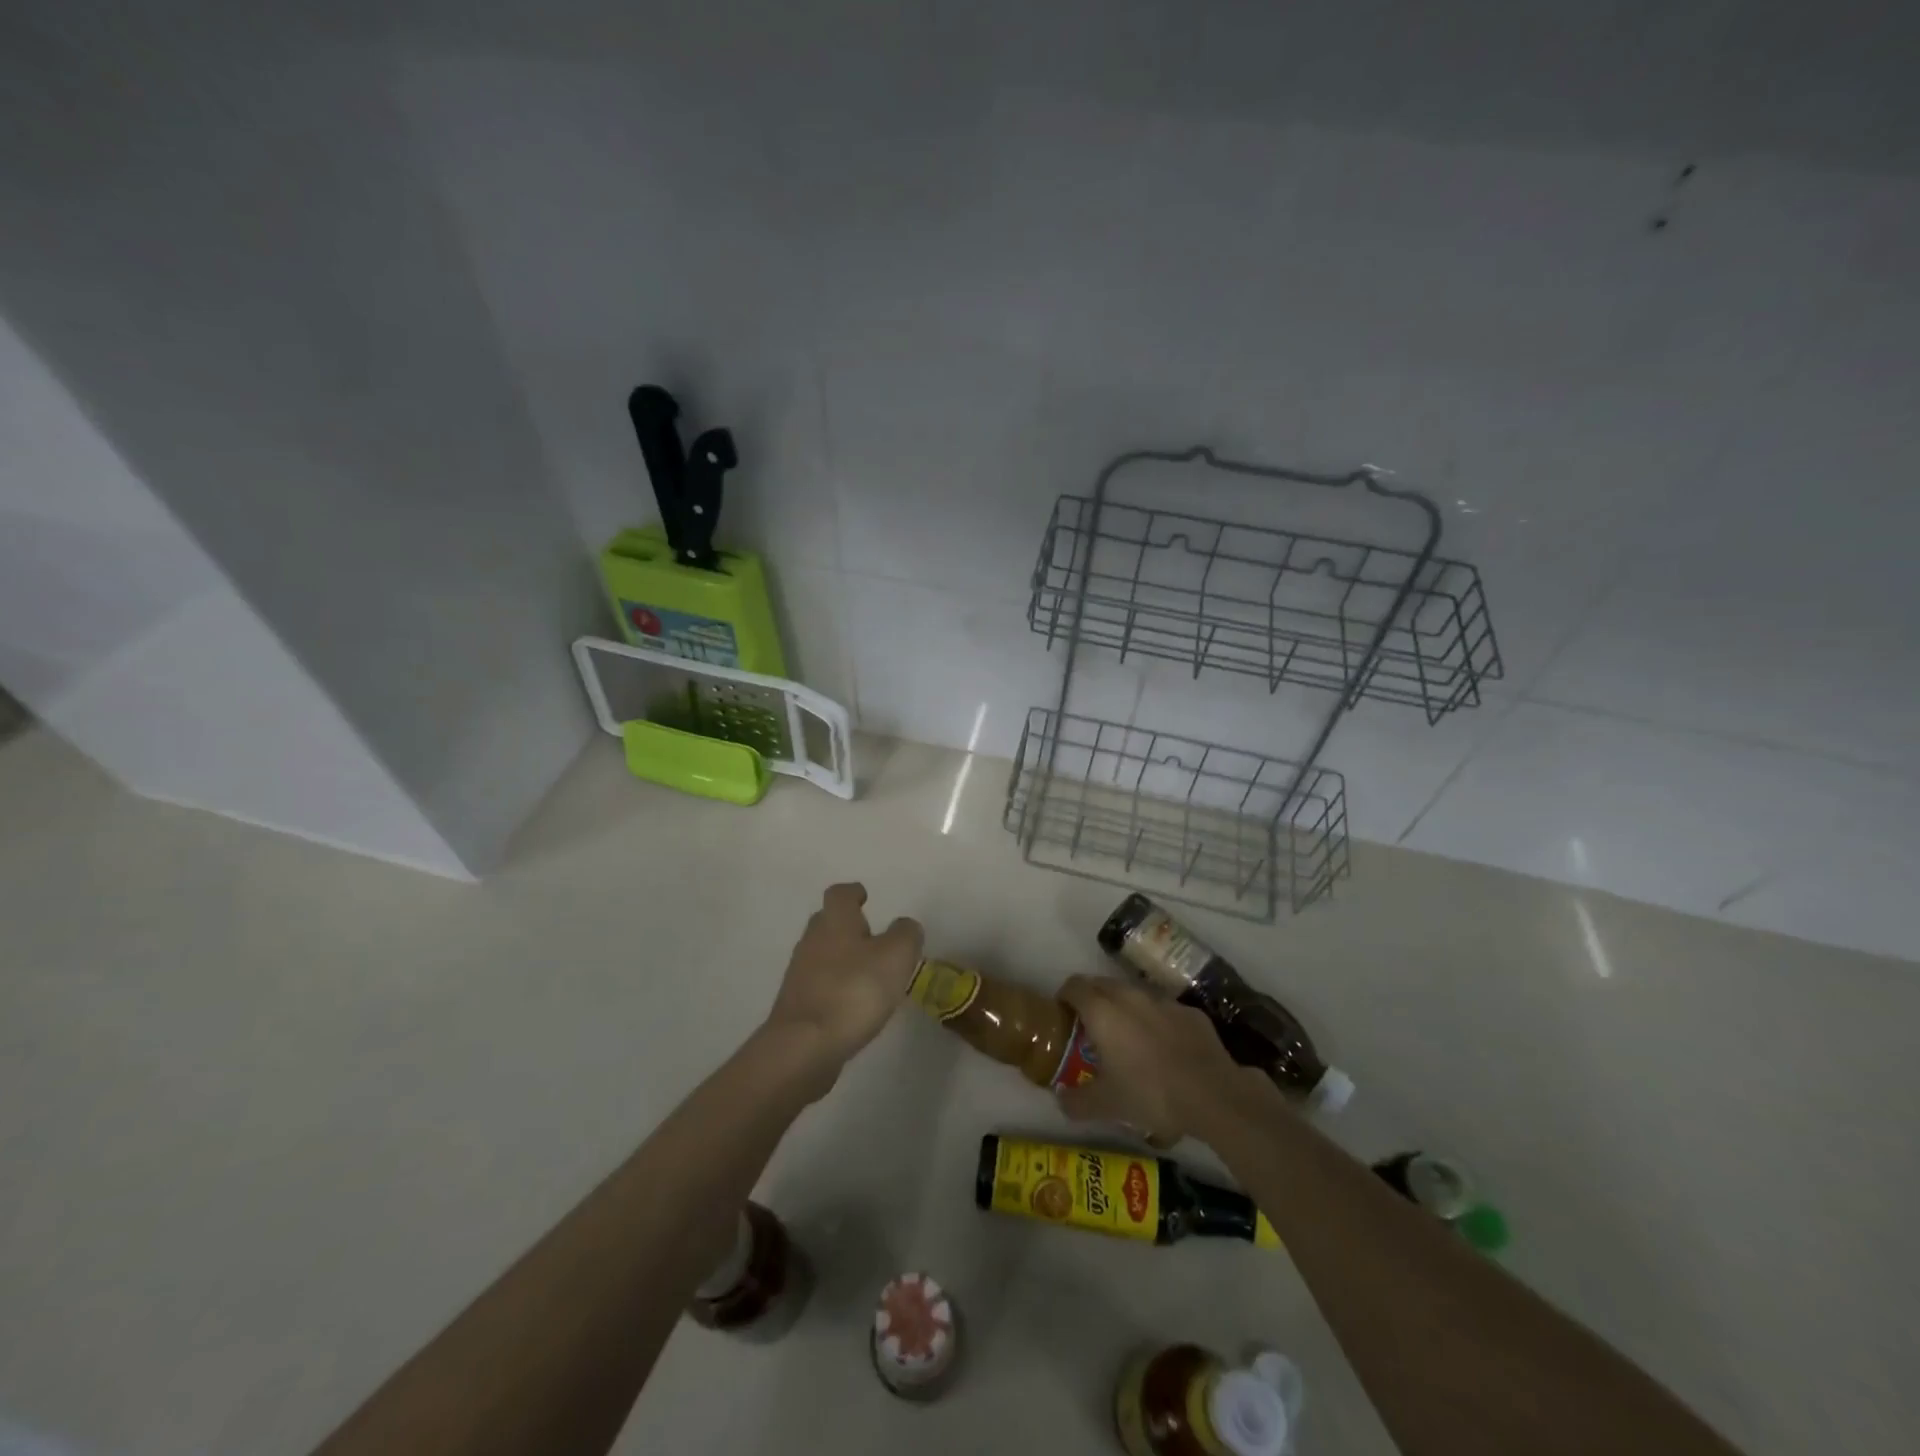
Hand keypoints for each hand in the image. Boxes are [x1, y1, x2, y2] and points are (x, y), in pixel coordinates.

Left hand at [761, 883, 923, 1093]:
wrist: (804, 1046)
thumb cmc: (854, 990)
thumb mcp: (896, 955)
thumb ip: (906, 934)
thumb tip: (904, 926)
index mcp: (835, 921)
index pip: (840, 894)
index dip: (853, 893)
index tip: (865, 896)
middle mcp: (812, 940)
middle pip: (827, 922)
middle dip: (848, 925)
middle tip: (872, 935)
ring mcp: (800, 974)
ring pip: (823, 954)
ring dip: (842, 958)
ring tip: (869, 973)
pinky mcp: (798, 1005)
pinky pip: (820, 984)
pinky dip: (836, 986)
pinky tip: (853, 1003)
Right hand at [1053, 974, 1265, 1140]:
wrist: (1213, 1094)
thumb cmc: (1150, 1094)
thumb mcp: (1106, 1106)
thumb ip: (1076, 1102)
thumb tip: (1060, 1099)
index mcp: (1102, 1011)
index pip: (1073, 986)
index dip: (1064, 997)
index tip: (1063, 1015)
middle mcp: (1130, 996)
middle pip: (1101, 983)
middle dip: (1091, 998)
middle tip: (1089, 1027)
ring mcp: (1162, 1000)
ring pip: (1133, 993)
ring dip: (1123, 1006)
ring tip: (1126, 1036)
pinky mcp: (1189, 1011)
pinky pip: (1162, 1008)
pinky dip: (1154, 1019)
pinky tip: (1162, 1046)